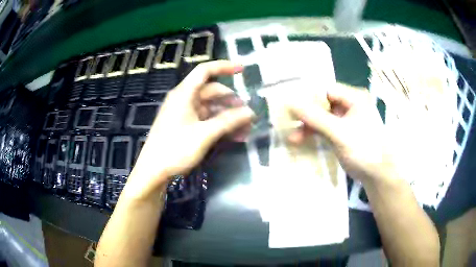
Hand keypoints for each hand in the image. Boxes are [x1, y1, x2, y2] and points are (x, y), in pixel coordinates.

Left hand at [128, 60, 254, 198]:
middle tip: (249, 114)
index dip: (224, 67)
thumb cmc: (175, 149)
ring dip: (228, 117)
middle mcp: (184, 99)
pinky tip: (234, 136)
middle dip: (232, 102)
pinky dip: (220, 125)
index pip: (205, 71)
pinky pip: (206, 120)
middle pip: (212, 92)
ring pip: (211, 108)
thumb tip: (250, 112)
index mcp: (184, 94)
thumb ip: (228, 121)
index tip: (242, 70)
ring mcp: (184, 113)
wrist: (153, 171)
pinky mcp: (185, 126)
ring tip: (245, 129)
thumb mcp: (204, 134)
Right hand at [287, 83, 401, 182]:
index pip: (326, 90)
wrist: (379, 175)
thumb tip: (290, 103)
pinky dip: (316, 134)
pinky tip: (303, 140)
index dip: (308, 97)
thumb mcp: (338, 132)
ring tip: (293, 138)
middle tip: (289, 123)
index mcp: (354, 98)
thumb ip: (314, 117)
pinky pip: (327, 128)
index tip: (291, 106)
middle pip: (324, 104)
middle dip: (307, 115)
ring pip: (324, 118)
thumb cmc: (363, 149)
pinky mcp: (345, 133)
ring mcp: (348, 120)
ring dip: (309, 127)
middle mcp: (351, 105)